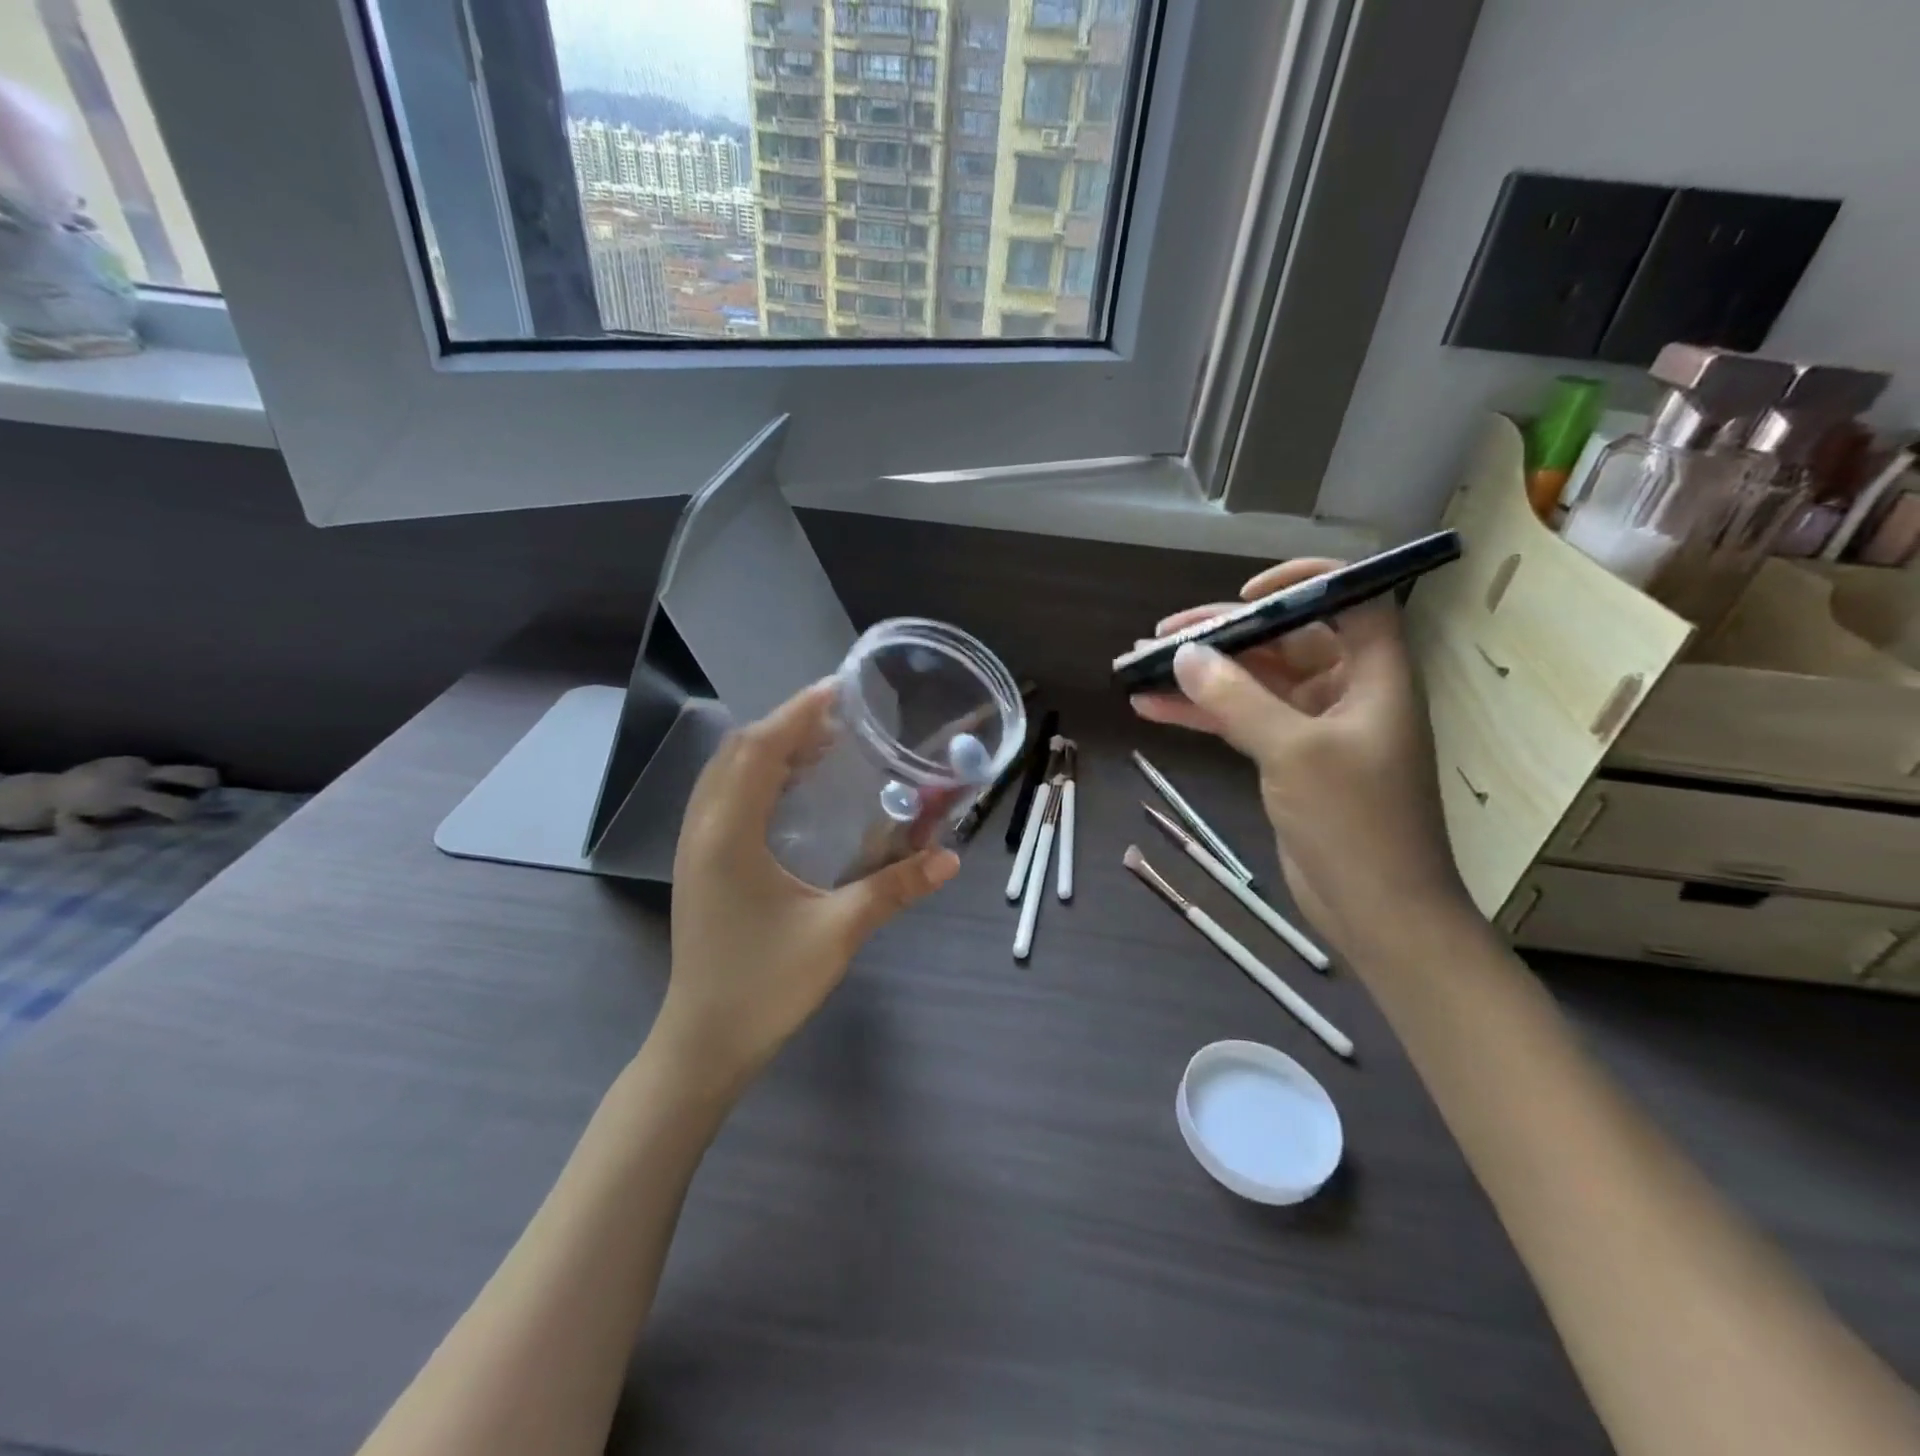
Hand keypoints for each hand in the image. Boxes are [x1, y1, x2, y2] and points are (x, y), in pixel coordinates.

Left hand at [658, 681, 959, 1092]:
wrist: (703, 1043)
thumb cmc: (765, 986)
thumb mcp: (837, 933)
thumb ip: (894, 890)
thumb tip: (950, 860)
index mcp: (728, 835)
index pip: (760, 750)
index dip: (798, 712)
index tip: (839, 688)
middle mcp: (702, 829)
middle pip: (738, 751)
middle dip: (786, 723)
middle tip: (839, 716)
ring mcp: (694, 847)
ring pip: (725, 773)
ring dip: (768, 747)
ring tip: (821, 742)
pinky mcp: (698, 864)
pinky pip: (723, 797)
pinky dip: (755, 775)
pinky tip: (791, 790)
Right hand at [1130, 558, 1470, 958]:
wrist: (1378, 911)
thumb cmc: (1354, 822)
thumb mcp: (1293, 752)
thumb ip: (1236, 699)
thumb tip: (1184, 653)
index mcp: (1374, 674)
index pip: (1350, 599)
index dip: (1301, 583)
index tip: (1244, 595)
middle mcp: (1347, 691)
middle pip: (1283, 641)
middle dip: (1221, 636)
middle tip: (1160, 637)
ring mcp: (1314, 728)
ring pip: (1251, 684)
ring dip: (1199, 677)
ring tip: (1138, 669)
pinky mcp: (1288, 761)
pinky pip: (1240, 722)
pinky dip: (1200, 715)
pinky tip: (1151, 709)